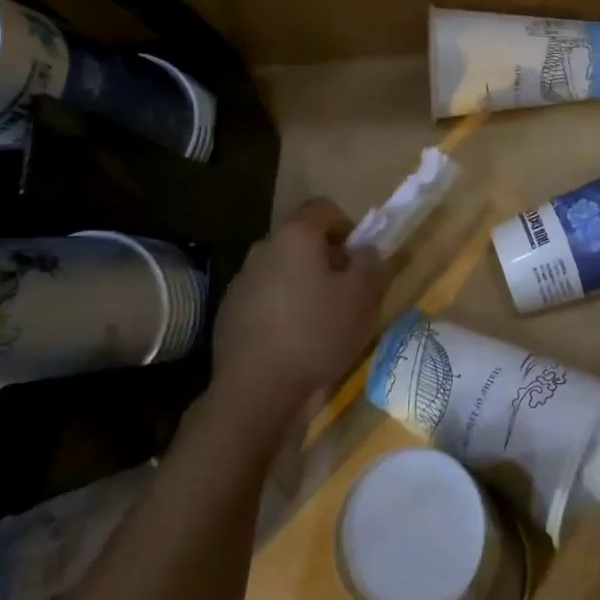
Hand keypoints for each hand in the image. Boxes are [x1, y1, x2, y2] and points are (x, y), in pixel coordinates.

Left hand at [208, 198, 385, 413]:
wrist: (256, 391)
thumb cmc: (317, 333)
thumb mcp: (363, 297)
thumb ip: (370, 263)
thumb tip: (364, 252)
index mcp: (295, 236)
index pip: (323, 207)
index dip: (346, 225)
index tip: (357, 258)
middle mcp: (263, 249)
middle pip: (301, 240)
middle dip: (325, 258)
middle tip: (344, 291)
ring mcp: (241, 282)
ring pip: (282, 271)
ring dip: (301, 285)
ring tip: (319, 321)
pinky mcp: (229, 314)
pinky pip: (264, 299)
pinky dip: (280, 310)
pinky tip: (293, 342)